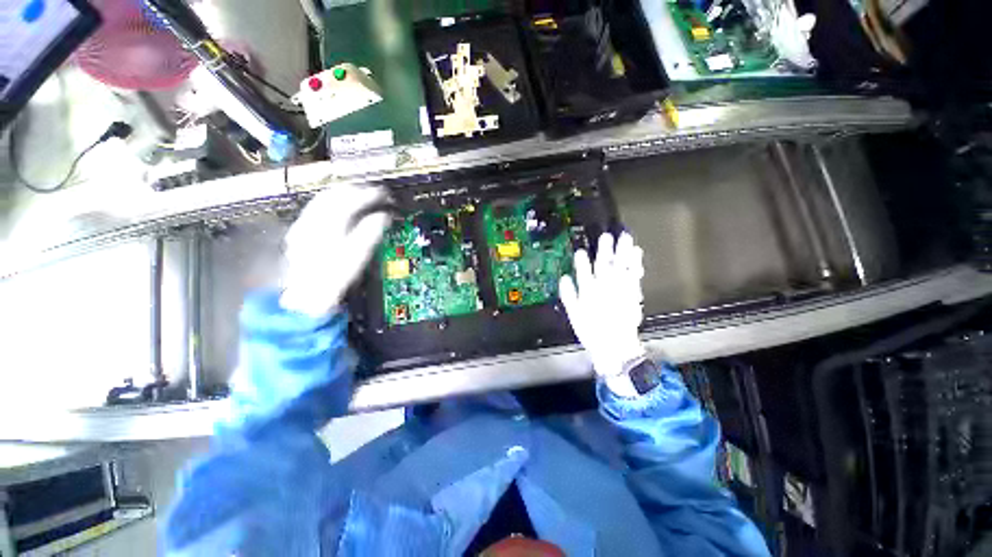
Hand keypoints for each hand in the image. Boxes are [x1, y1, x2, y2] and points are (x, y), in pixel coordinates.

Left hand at [280, 184, 389, 316]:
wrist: (303, 296)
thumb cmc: (332, 280)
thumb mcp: (356, 258)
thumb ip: (369, 233)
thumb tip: (383, 216)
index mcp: (329, 226)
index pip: (351, 200)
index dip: (370, 194)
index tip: (385, 194)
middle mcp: (313, 220)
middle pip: (335, 194)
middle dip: (357, 189)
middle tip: (375, 192)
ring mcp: (303, 224)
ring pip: (324, 198)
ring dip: (344, 193)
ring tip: (361, 195)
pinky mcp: (300, 231)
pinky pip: (318, 207)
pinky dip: (333, 202)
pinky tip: (341, 207)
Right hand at [559, 232, 646, 396]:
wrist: (615, 346)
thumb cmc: (592, 331)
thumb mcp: (574, 315)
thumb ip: (569, 295)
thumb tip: (564, 277)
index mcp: (589, 291)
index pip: (583, 271)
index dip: (582, 260)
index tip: (581, 250)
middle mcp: (605, 287)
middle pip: (604, 264)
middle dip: (605, 249)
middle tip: (607, 236)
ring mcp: (620, 289)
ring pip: (621, 266)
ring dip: (623, 252)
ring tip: (626, 238)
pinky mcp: (633, 293)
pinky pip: (634, 275)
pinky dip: (635, 264)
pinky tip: (637, 253)